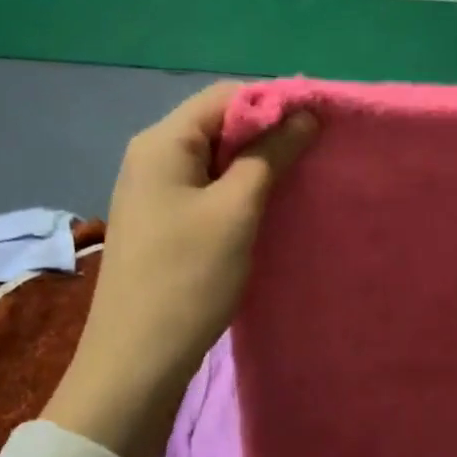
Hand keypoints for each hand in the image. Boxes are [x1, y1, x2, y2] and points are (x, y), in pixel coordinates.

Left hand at [43, 82, 315, 456]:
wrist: (137, 359)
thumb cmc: (188, 278)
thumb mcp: (236, 211)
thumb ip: (269, 156)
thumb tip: (304, 115)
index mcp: (162, 142)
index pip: (225, 96)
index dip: (274, 104)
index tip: (319, 125)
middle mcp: (151, 156)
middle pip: (217, 124)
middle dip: (267, 135)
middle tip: (314, 155)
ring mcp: (152, 191)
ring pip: (214, 160)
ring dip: (255, 166)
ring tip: (297, 182)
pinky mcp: (161, 222)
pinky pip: (204, 189)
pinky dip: (236, 191)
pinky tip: (264, 210)